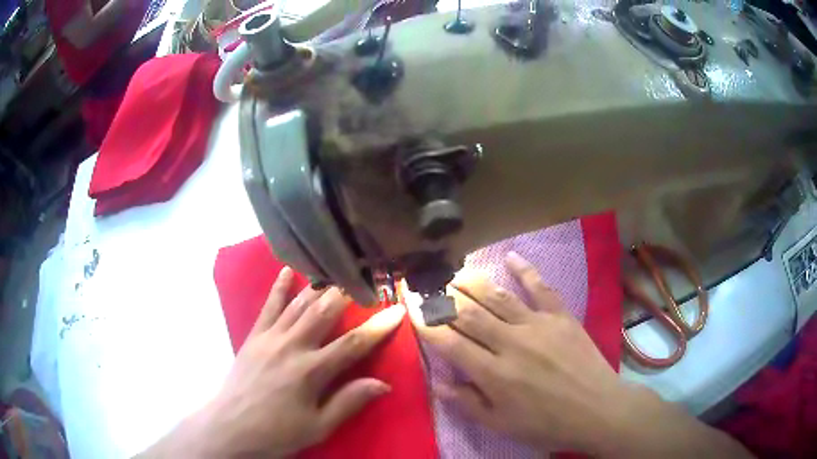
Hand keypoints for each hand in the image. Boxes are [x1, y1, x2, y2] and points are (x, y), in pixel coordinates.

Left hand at [142, 268, 405, 457]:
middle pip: (324, 313)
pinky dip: (279, 288)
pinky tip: (287, 271)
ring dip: (320, 288)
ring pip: (299, 305)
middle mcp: (291, 346)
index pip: (353, 344)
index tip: (397, 309)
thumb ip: (349, 402)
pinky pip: (268, 307)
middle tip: (365, 280)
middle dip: (347, 295)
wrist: (231, 427)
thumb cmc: (277, 432)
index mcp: (311, 371)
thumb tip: (383, 383)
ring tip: (337, 273)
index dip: (378, 326)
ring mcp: (270, 338)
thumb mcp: (318, 426)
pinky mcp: (253, 336)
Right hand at [412, 252, 751, 457]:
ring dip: (473, 283)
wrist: (597, 410)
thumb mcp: (502, 424)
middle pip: (470, 314)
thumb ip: (468, 402)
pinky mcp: (561, 316)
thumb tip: (439, 383)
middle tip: (429, 285)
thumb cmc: (547, 424)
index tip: (413, 311)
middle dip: (444, 299)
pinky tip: (512, 257)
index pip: (450, 343)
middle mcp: (511, 343)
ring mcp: (538, 325)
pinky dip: (526, 271)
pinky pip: (541, 288)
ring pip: (498, 297)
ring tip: (455, 272)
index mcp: (493, 373)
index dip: (428, 326)